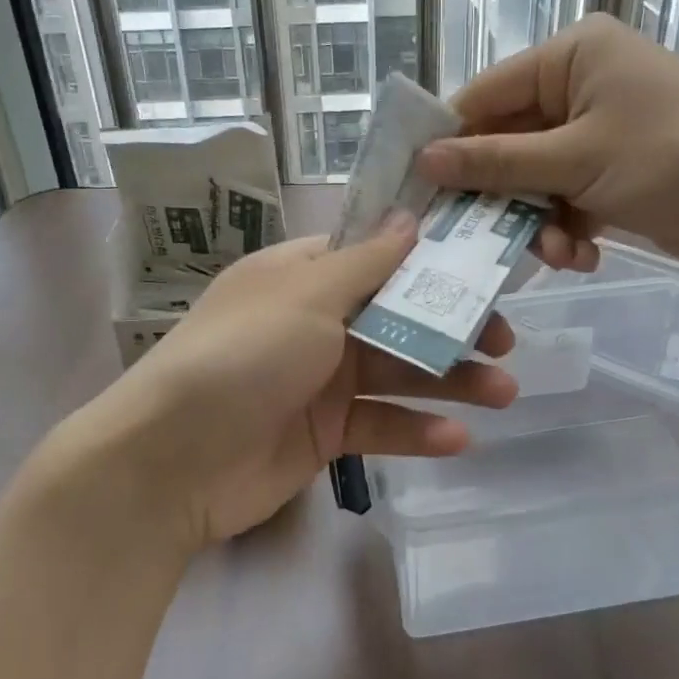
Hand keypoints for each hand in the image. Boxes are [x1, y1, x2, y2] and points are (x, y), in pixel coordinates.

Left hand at [35, 213, 517, 552]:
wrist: (171, 461)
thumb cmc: (242, 356)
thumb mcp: (306, 296)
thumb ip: (367, 263)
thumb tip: (410, 217)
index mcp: (304, 276)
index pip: (377, 255)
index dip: (430, 259)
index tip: (485, 264)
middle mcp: (315, 321)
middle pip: (398, 315)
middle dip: (453, 325)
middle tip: (506, 339)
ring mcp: (321, 380)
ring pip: (398, 371)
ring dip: (450, 380)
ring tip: (505, 392)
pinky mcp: (325, 433)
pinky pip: (380, 425)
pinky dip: (417, 430)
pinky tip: (458, 440)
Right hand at [416, 16, 678, 281]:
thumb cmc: (674, 160)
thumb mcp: (576, 160)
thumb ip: (495, 162)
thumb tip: (424, 160)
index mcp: (573, 54)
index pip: (486, 94)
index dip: (450, 141)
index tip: (417, 189)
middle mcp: (584, 83)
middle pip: (509, 140)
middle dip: (503, 194)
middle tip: (475, 237)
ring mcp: (602, 129)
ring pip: (536, 177)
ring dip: (537, 220)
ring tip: (554, 253)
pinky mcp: (618, 169)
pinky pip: (568, 196)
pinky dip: (568, 228)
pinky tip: (581, 255)